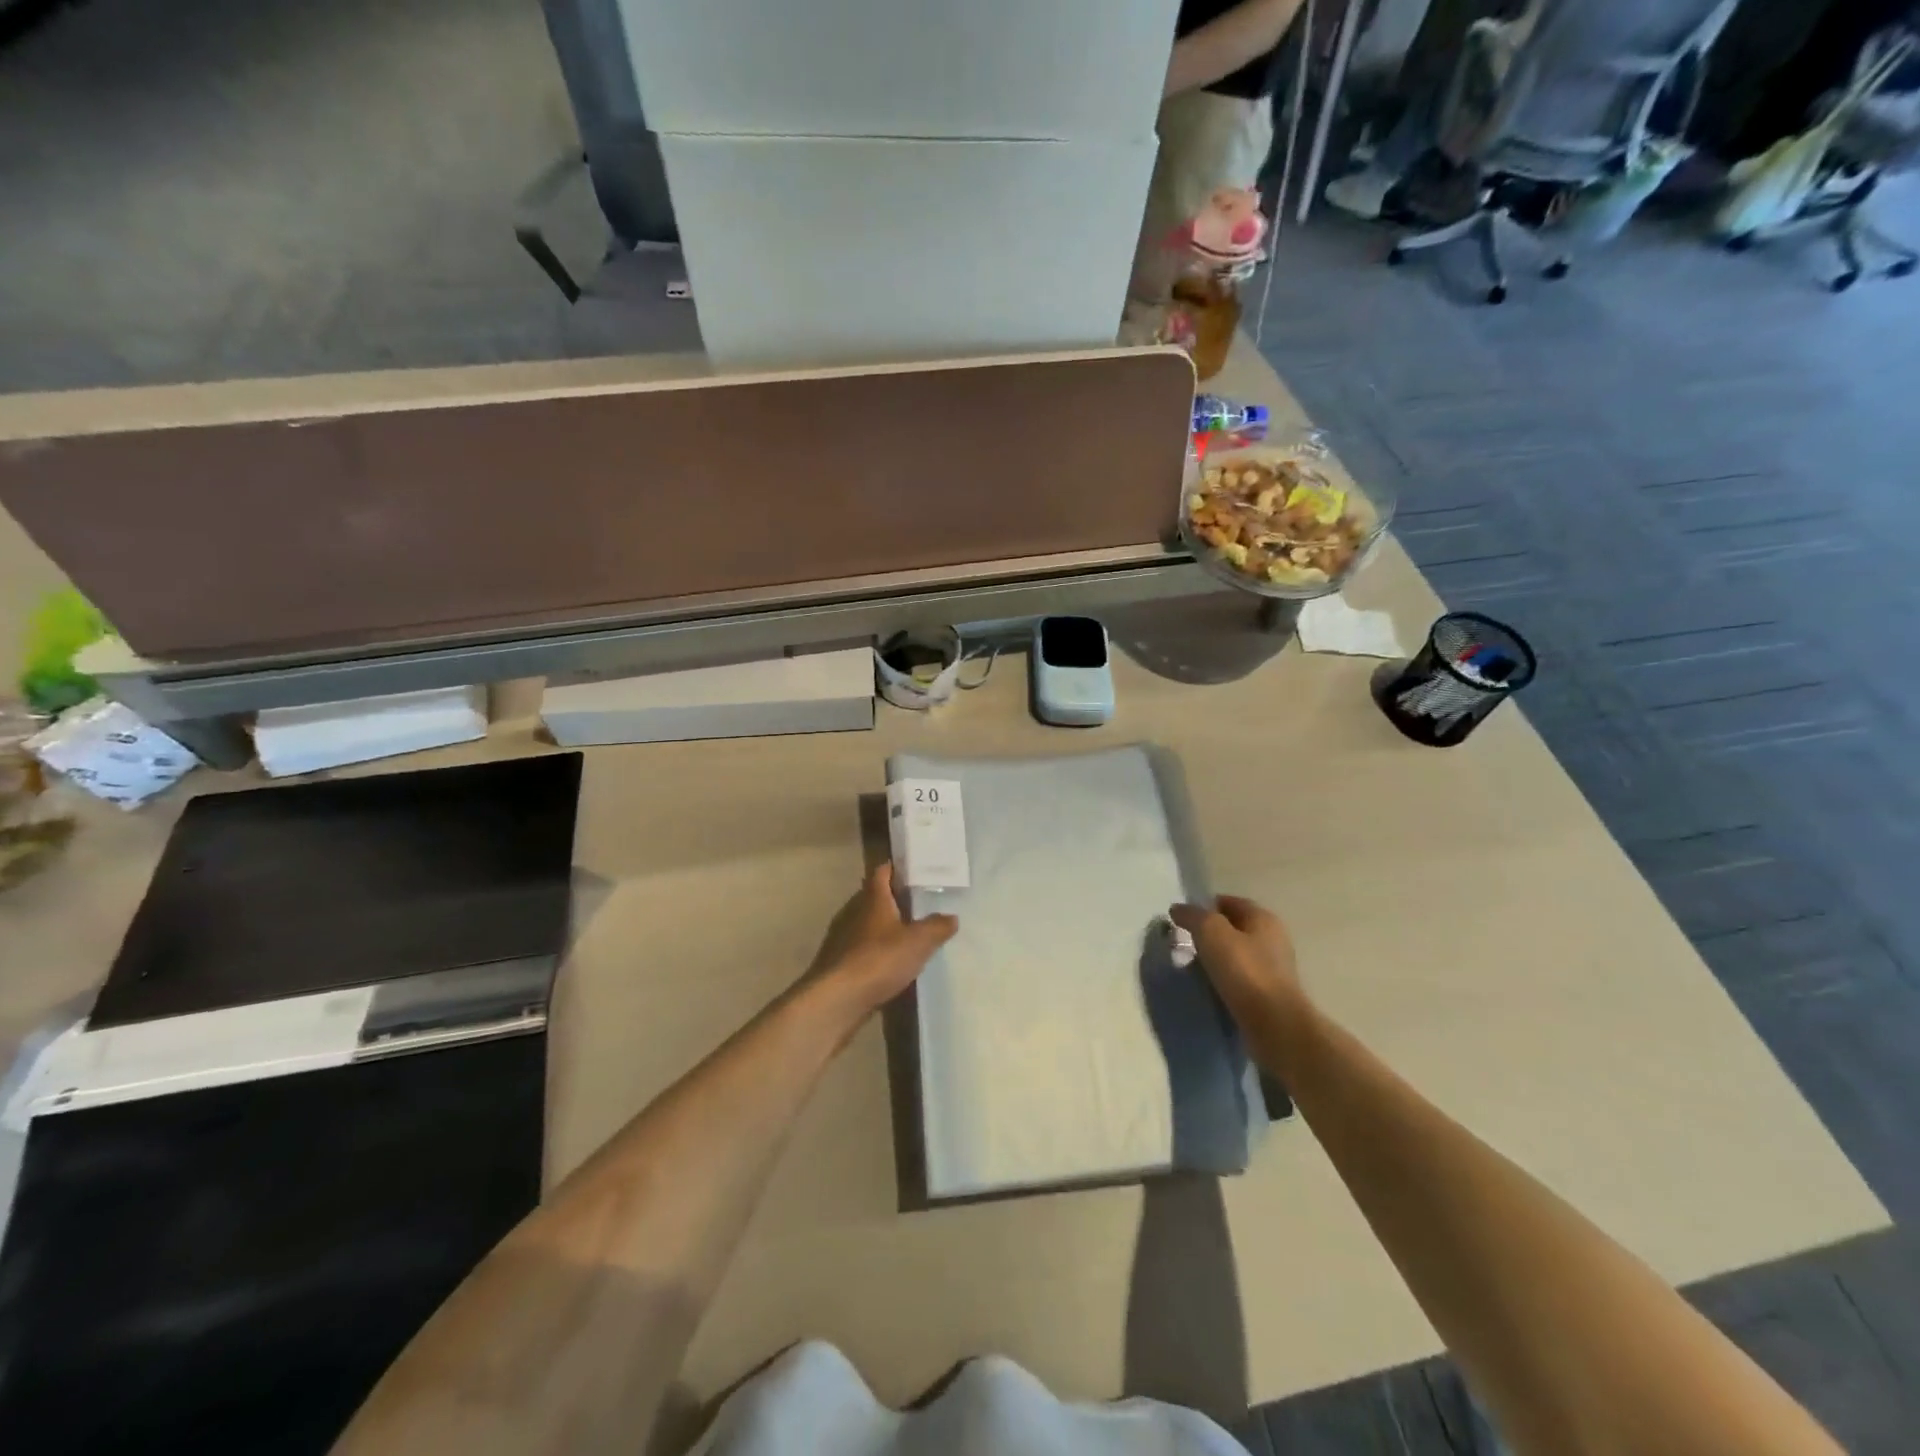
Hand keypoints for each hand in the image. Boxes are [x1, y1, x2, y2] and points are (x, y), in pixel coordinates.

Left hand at [809, 864, 957, 1017]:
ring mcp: (843, 937)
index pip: (882, 872)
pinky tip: (890, 962)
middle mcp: (854, 911)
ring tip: (909, 933)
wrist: (839, 998)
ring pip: (867, 923)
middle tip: (919, 903)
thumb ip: (937, 926)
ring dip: (884, 926)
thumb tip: (952, 917)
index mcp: (873, 898)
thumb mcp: (919, 942)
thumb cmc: (880, 959)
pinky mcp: (838, 961)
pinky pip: (861, 947)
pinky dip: (875, 949)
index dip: (896, 868)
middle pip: (874, 897)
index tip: (914, 871)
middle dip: (894, 898)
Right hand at [1169, 895, 1304, 1034]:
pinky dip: (1224, 980)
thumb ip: (1193, 916)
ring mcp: (1274, 969)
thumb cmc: (1244, 971)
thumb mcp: (1211, 932)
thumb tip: (1178, 909)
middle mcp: (1273, 939)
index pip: (1229, 902)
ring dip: (1216, 959)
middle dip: (1209, 934)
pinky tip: (1209, 988)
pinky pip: (1240, 979)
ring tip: (1192, 968)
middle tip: (1184, 943)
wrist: (1274, 1024)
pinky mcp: (1269, 995)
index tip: (1182, 919)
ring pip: (1236, 955)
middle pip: (1234, 928)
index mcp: (1263, 918)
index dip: (1205, 906)